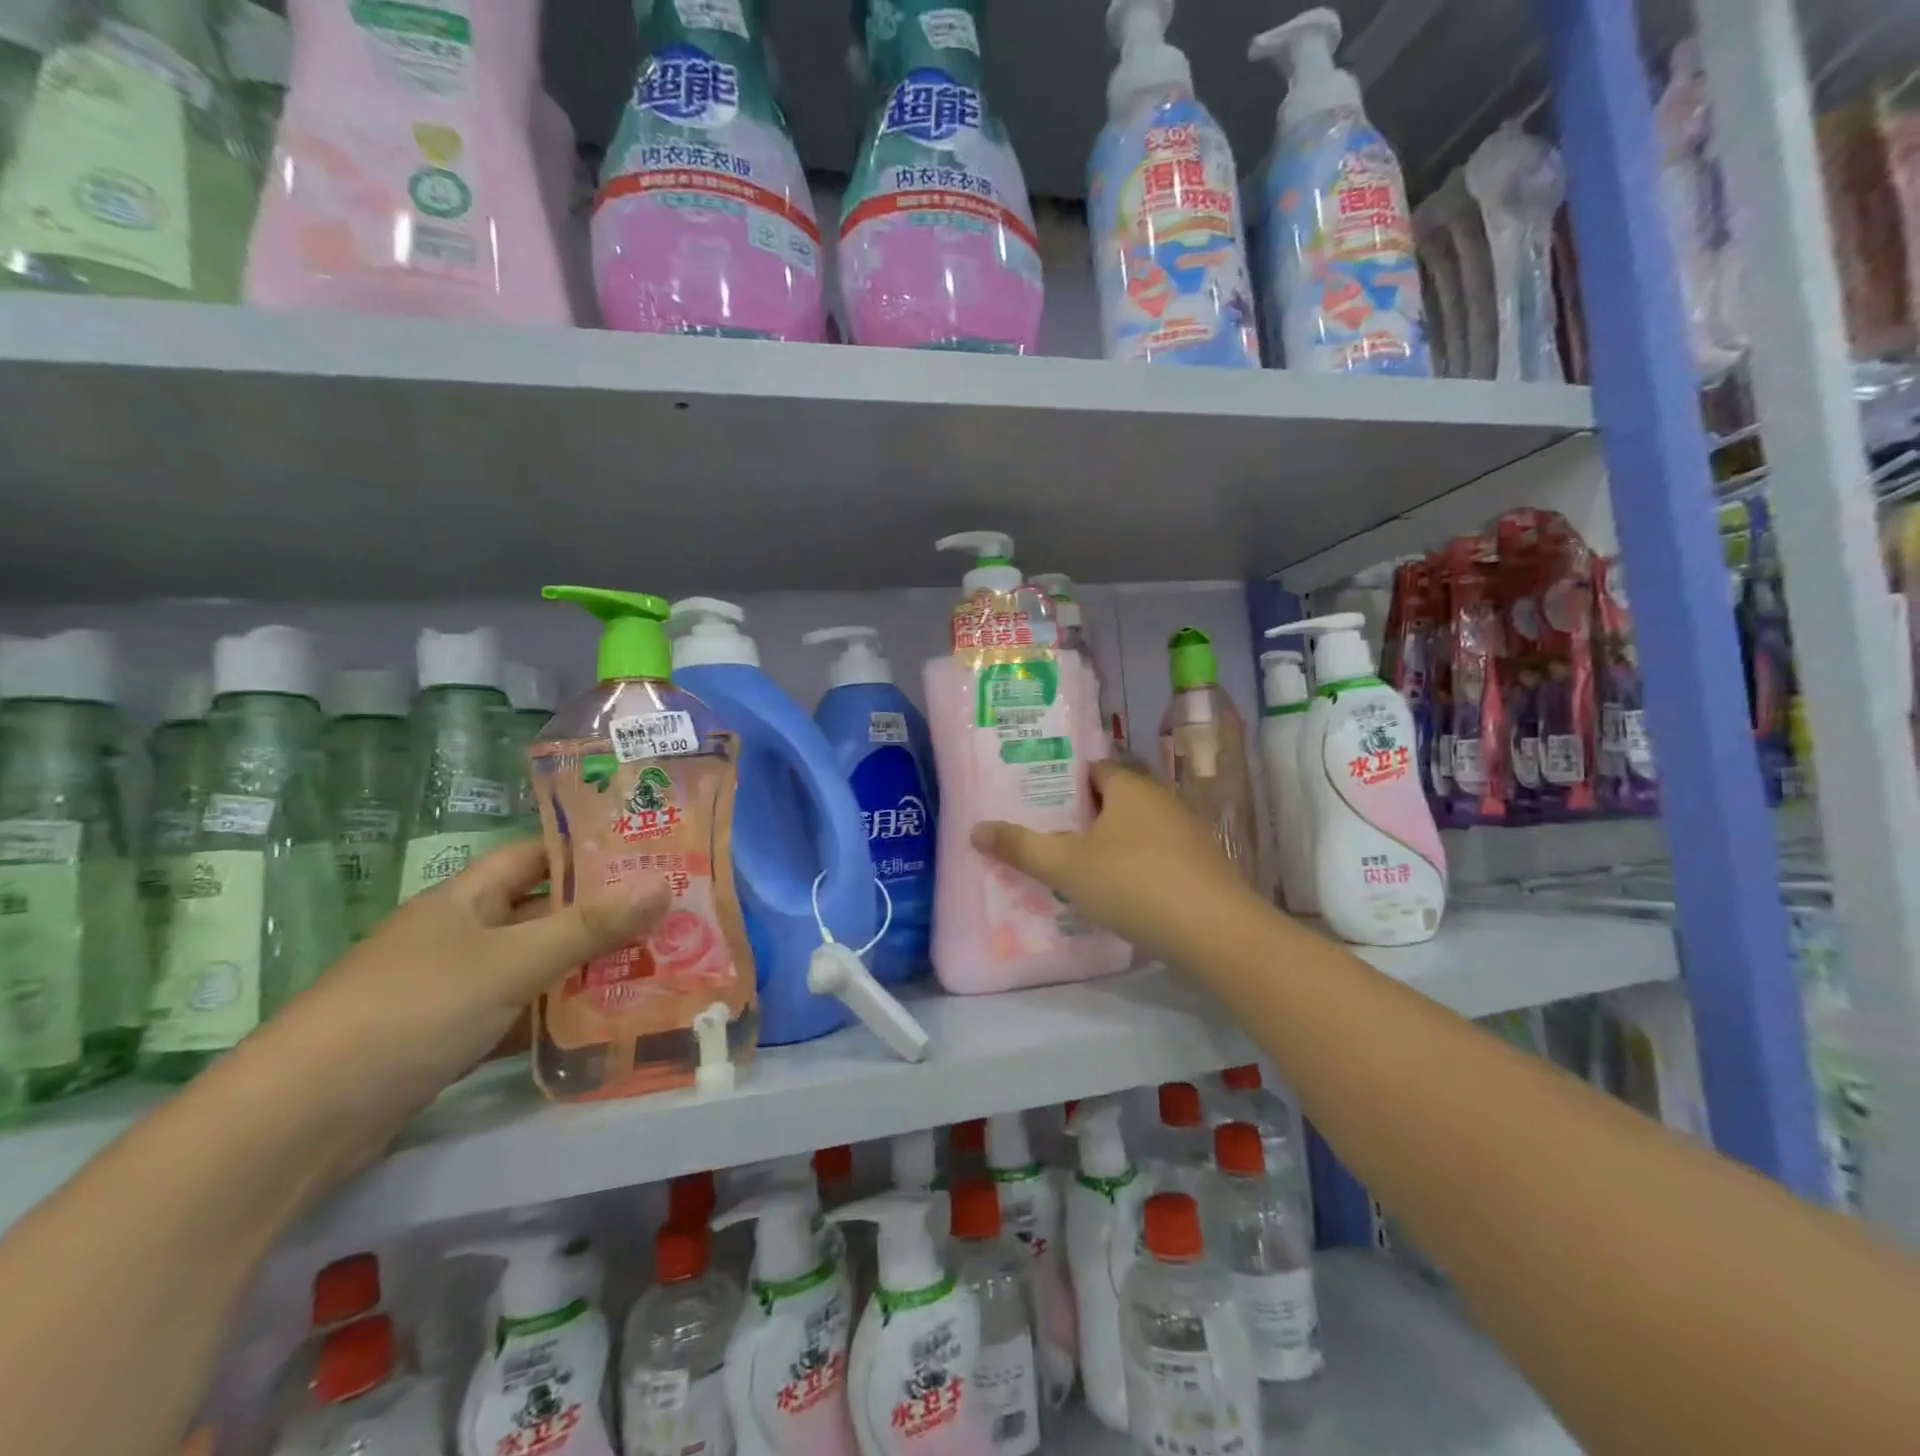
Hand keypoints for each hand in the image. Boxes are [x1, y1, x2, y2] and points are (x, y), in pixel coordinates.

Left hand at [238, 839, 670, 1169]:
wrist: (300, 1120)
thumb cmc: (413, 1010)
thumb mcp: (513, 961)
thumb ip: (591, 927)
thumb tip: (664, 886)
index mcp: (464, 898)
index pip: (535, 856)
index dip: (587, 851)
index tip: (647, 854)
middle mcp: (459, 934)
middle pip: (542, 913)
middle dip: (602, 915)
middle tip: (669, 914)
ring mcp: (453, 988)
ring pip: (535, 966)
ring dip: (586, 968)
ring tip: (657, 963)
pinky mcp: (450, 1038)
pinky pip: (519, 1013)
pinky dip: (557, 1015)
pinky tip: (606, 1020)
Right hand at [970, 761, 1274, 965]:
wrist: (1215, 931)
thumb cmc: (1133, 883)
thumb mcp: (1066, 867)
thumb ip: (1020, 848)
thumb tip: (976, 829)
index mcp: (1130, 786)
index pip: (1094, 768)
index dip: (1066, 782)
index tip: (1040, 803)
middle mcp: (1162, 799)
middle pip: (1115, 798)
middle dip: (1085, 816)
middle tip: (1049, 837)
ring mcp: (1188, 832)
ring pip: (1138, 829)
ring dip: (1111, 844)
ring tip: (1077, 868)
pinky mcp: (1203, 866)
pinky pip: (1158, 855)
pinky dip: (1137, 867)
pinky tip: (1120, 894)